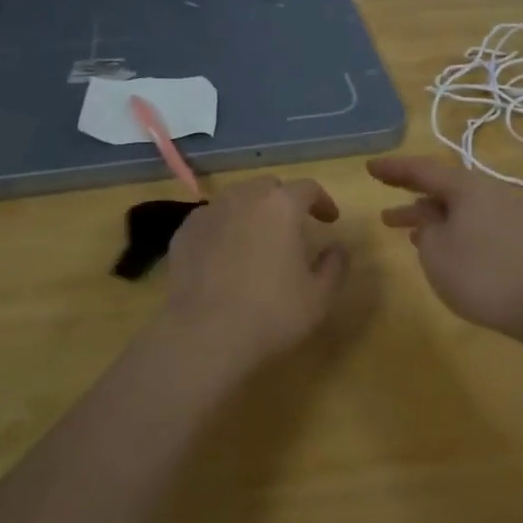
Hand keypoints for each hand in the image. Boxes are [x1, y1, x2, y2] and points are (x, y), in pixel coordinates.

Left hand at [159, 176, 347, 372]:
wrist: (203, 335)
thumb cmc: (271, 313)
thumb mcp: (319, 296)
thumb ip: (335, 265)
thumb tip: (338, 248)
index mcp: (282, 205)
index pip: (308, 188)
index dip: (322, 201)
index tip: (330, 220)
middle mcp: (244, 198)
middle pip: (269, 186)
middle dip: (284, 200)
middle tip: (293, 226)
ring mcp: (209, 212)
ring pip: (237, 199)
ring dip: (253, 210)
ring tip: (258, 237)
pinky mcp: (184, 233)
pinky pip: (211, 219)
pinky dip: (225, 227)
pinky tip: (226, 254)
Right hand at [368, 155, 522, 341]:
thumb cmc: (481, 275)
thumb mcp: (437, 251)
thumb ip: (425, 227)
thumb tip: (430, 218)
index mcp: (468, 186)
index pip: (422, 169)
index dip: (394, 168)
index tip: (369, 167)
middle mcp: (490, 191)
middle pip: (443, 185)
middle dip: (411, 192)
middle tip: (383, 194)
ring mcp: (508, 212)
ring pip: (459, 205)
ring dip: (431, 214)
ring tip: (404, 228)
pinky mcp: (518, 235)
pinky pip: (474, 220)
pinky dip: (451, 227)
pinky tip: (440, 245)